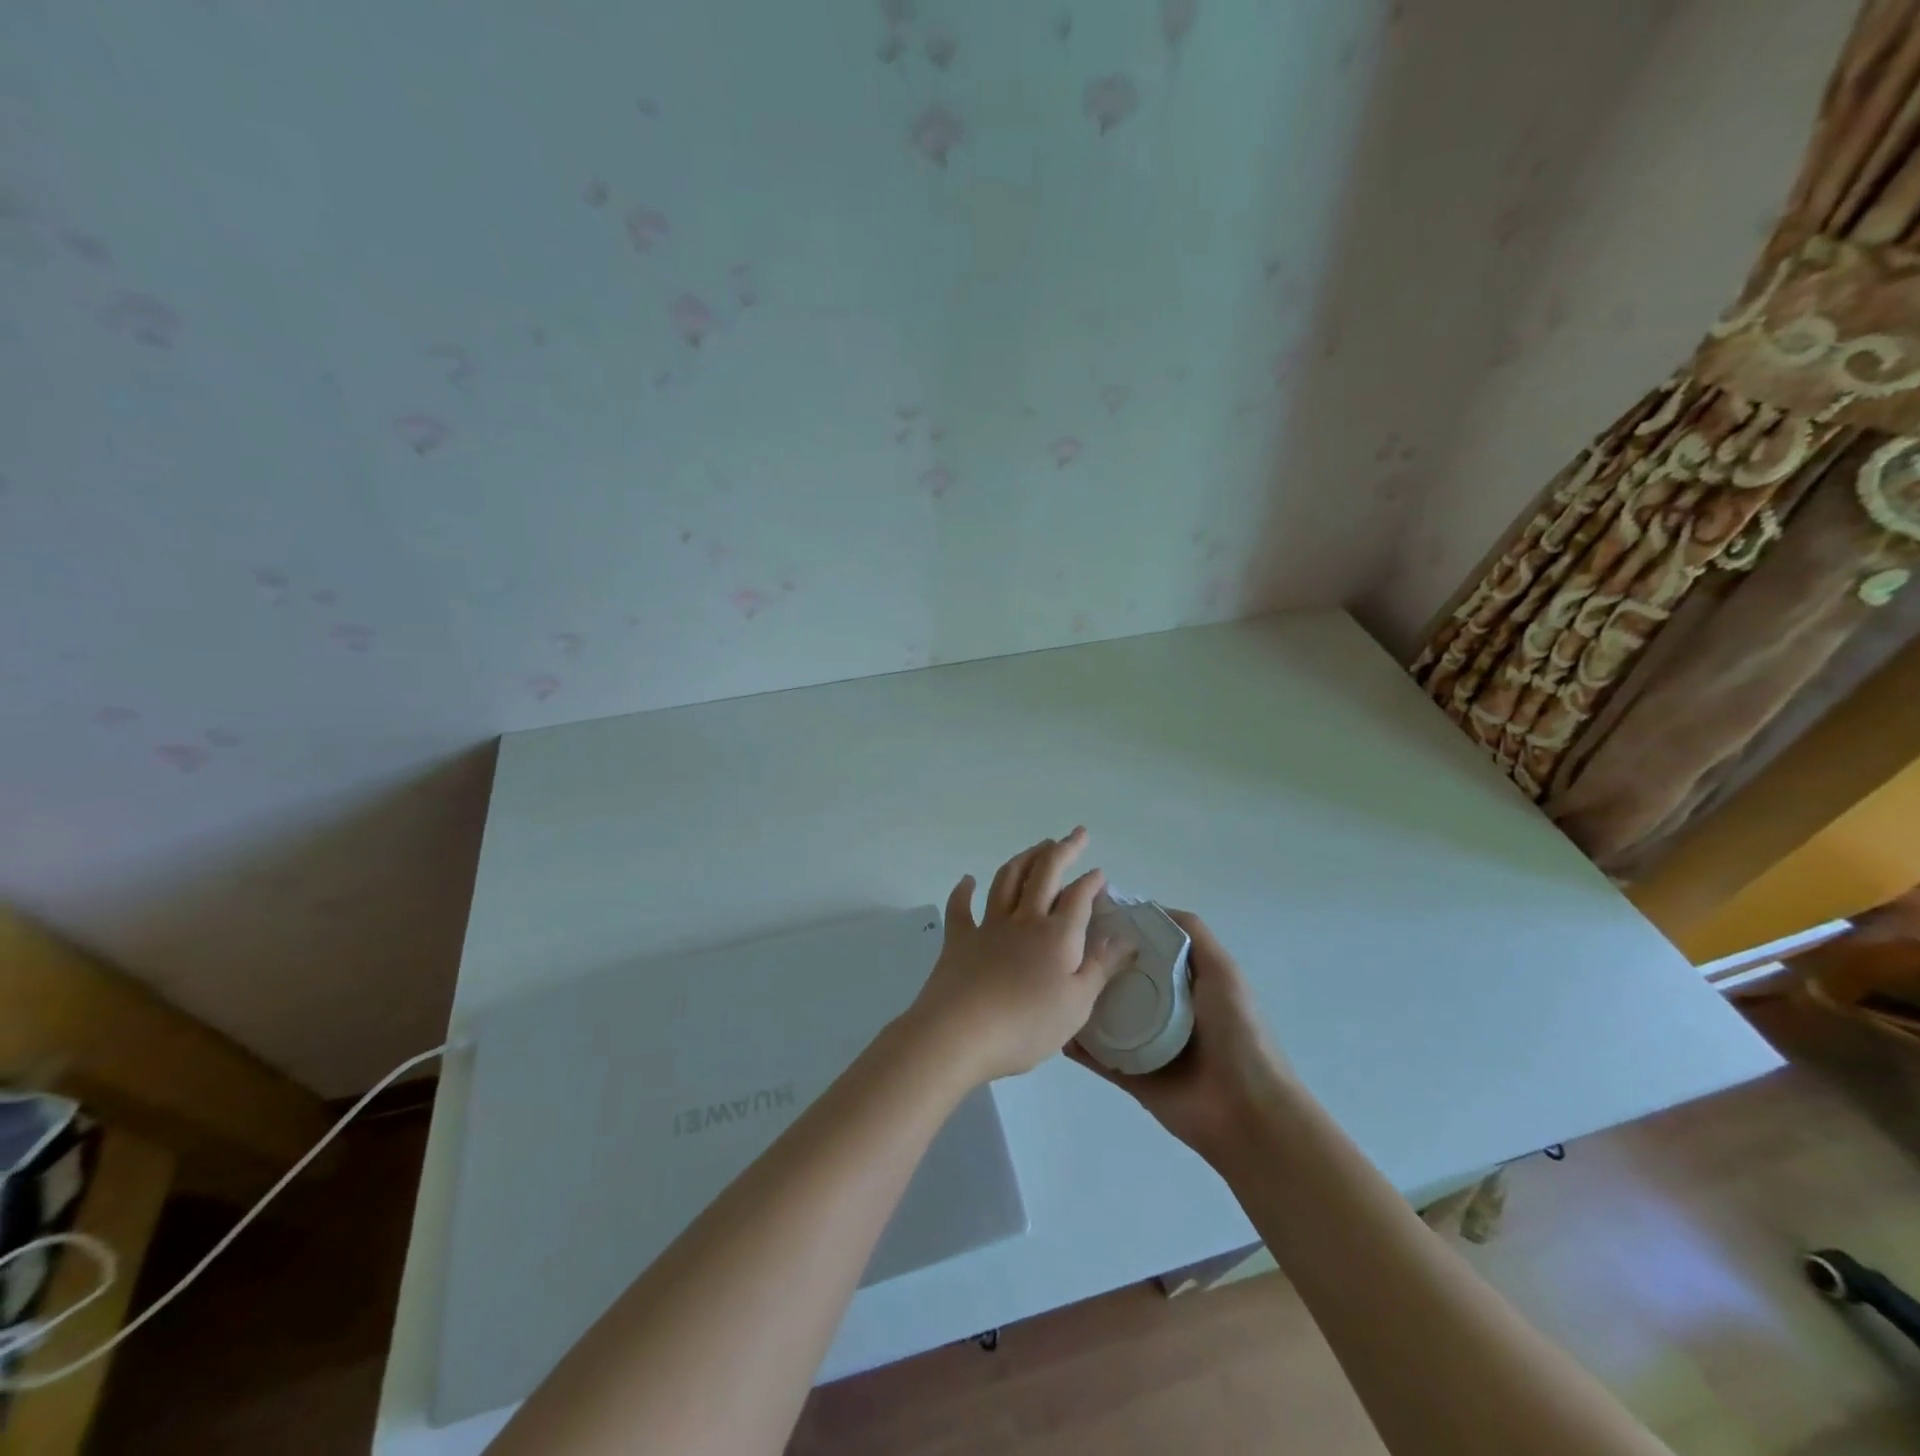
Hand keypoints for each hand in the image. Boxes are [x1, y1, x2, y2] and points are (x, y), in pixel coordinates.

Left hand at [905, 828, 1129, 1085]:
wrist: (960, 1033)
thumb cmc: (1026, 1025)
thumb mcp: (1077, 1005)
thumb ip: (1101, 967)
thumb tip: (1125, 938)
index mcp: (1057, 935)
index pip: (1079, 897)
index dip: (1091, 881)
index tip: (1100, 872)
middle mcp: (1024, 919)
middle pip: (1044, 874)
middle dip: (1063, 850)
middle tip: (1076, 834)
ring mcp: (988, 925)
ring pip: (1007, 879)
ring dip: (1024, 859)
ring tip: (1037, 848)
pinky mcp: (959, 938)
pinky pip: (960, 906)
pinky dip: (964, 890)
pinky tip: (968, 880)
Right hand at [1067, 910, 1290, 1168]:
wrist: (1247, 1111)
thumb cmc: (1238, 1033)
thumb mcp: (1222, 971)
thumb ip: (1193, 935)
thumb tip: (1149, 907)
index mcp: (1183, 984)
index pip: (1144, 950)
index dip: (1120, 932)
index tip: (1085, 914)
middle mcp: (1162, 1010)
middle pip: (1120, 981)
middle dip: (1094, 965)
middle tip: (1056, 947)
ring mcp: (1144, 1044)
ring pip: (1104, 1017)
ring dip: (1081, 1003)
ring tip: (1048, 983)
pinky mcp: (1131, 1076)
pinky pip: (1098, 1057)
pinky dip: (1078, 1045)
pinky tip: (1056, 1027)